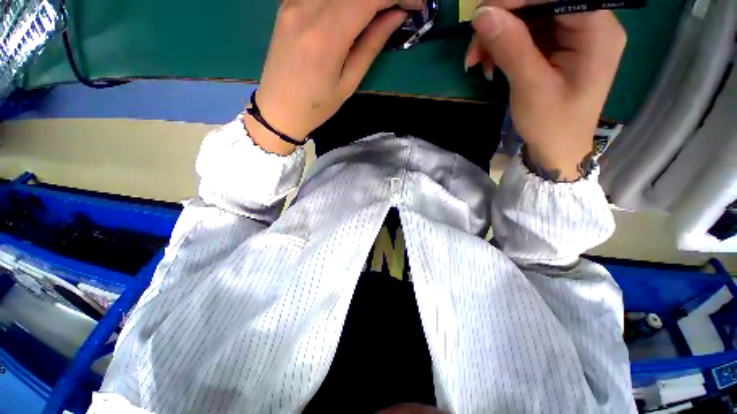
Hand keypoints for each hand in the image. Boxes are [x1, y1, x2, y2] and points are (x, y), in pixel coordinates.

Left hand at [246, 0, 422, 154]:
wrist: (278, 109)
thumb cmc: (317, 106)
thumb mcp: (349, 83)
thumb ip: (372, 44)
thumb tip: (396, 15)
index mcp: (326, 36)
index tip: (414, 4)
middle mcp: (307, 8)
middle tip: (397, 8)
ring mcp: (293, 1)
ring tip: (376, 13)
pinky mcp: (287, 3)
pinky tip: (352, 11)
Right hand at [465, 1, 625, 180]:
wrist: (556, 149)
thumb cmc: (552, 124)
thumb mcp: (531, 87)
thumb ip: (511, 47)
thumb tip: (482, 14)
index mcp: (597, 30)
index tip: (484, 14)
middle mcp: (588, 24)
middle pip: (540, 4)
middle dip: (502, 21)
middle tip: (474, 49)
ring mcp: (570, 35)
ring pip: (528, 18)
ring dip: (497, 37)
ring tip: (477, 62)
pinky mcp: (555, 47)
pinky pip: (525, 34)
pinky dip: (502, 47)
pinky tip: (489, 65)